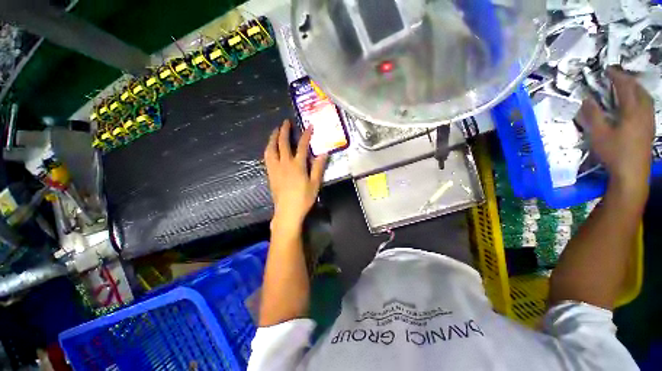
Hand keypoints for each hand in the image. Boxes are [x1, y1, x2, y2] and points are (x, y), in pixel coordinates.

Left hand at [264, 120, 327, 230]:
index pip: (302, 146)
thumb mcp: (315, 184)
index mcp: (297, 165)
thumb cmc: (303, 198)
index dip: (306, 135)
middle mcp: (284, 163)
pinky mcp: (270, 174)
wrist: (287, 211)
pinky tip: (270, 148)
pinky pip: (267, 158)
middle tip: (285, 122)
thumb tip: (324, 153)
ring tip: (275, 131)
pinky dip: (269, 149)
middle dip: (284, 131)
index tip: (309, 126)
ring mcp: (275, 168)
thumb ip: (318, 167)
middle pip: (282, 143)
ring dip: (273, 138)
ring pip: (271, 149)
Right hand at [577, 67, 653, 193]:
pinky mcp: (649, 129)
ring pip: (646, 98)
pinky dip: (641, 99)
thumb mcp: (599, 135)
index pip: (625, 87)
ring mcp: (649, 121)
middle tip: (617, 77)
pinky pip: (648, 107)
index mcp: (632, 111)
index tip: (608, 70)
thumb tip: (587, 100)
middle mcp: (643, 112)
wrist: (632, 174)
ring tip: (627, 88)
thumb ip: (593, 116)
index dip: (617, 76)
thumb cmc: (614, 153)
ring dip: (636, 89)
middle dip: (628, 80)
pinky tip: (635, 104)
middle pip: (639, 90)